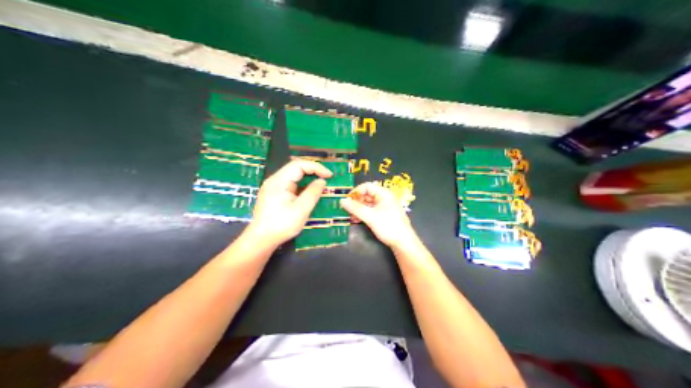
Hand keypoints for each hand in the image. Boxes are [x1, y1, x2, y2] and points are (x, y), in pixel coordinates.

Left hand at [247, 158, 332, 244]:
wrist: (261, 239)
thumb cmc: (281, 225)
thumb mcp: (301, 210)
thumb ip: (312, 193)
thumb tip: (322, 181)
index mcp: (279, 181)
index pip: (299, 164)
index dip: (316, 167)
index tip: (329, 176)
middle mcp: (274, 180)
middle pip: (295, 168)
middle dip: (313, 171)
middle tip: (327, 179)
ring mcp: (272, 187)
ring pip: (293, 176)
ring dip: (307, 179)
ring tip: (321, 185)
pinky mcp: (273, 194)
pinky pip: (289, 184)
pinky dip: (301, 186)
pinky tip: (308, 193)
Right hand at [339, 181, 415, 248]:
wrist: (403, 242)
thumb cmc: (388, 226)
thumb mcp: (370, 217)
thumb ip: (355, 208)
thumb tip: (341, 200)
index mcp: (384, 194)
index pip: (367, 186)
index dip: (356, 191)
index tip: (347, 200)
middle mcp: (385, 198)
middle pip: (367, 195)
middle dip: (356, 201)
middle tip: (347, 210)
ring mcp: (385, 207)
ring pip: (368, 204)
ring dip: (358, 209)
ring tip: (351, 217)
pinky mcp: (384, 216)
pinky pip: (371, 211)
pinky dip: (363, 214)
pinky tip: (357, 220)